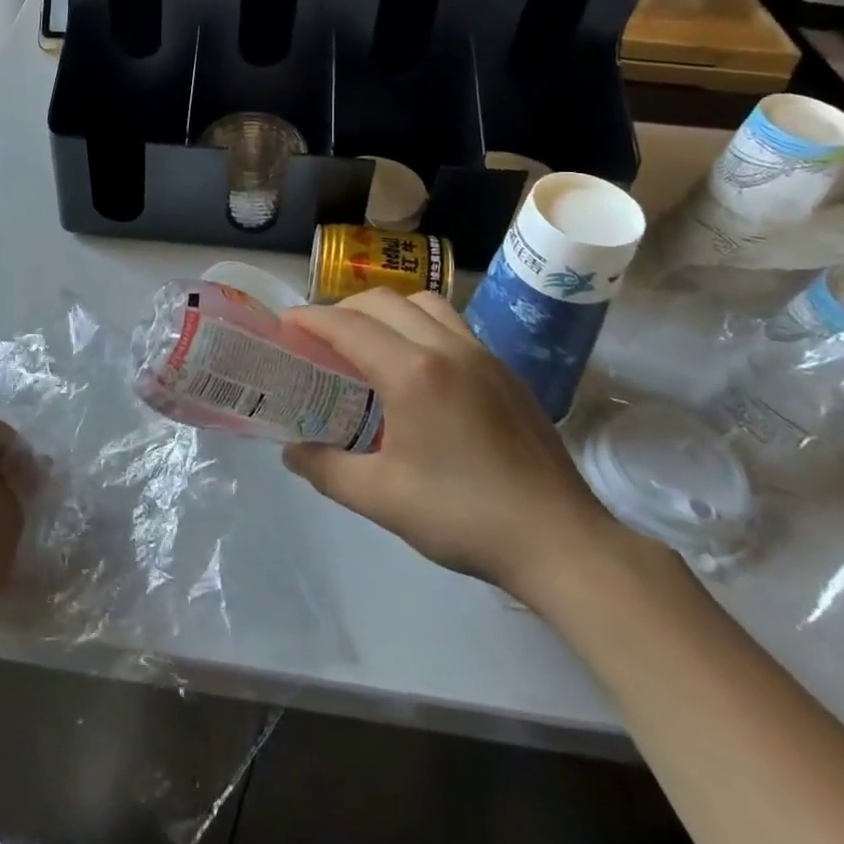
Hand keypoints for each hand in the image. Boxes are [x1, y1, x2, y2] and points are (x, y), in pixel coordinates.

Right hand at [281, 290, 629, 606]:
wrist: (561, 541)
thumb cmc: (464, 517)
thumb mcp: (381, 499)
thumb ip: (326, 469)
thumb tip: (291, 451)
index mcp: (413, 373)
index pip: (347, 326)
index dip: (308, 319)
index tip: (282, 324)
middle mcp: (447, 347)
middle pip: (382, 302)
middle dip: (342, 310)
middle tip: (319, 340)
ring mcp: (482, 354)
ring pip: (423, 303)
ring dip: (386, 311)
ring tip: (368, 345)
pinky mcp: (505, 370)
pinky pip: (452, 324)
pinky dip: (419, 326)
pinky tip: (417, 369)